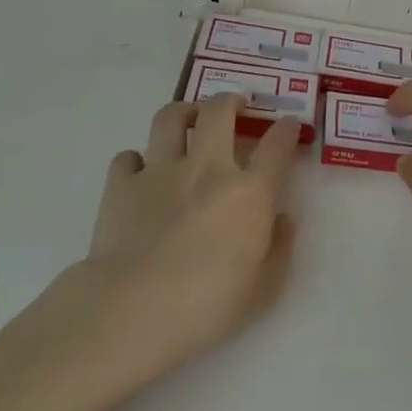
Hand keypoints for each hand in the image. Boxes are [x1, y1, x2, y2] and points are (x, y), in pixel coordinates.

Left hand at [78, 95, 301, 373]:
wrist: (134, 310)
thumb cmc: (208, 306)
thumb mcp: (264, 287)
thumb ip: (279, 247)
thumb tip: (283, 218)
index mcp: (248, 192)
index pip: (276, 146)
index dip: (287, 129)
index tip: (290, 125)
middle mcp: (206, 168)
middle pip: (219, 111)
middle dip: (231, 100)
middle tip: (235, 105)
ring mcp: (160, 171)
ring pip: (170, 118)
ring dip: (183, 112)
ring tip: (188, 119)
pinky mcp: (122, 185)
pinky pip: (128, 157)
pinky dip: (136, 161)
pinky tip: (140, 173)